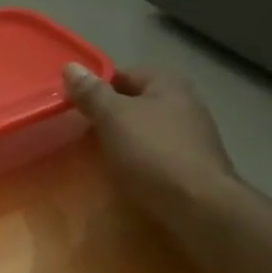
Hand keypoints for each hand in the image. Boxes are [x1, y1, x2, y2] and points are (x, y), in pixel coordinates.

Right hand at [64, 63, 236, 219]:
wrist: (199, 206)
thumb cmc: (153, 153)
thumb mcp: (114, 118)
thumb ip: (92, 93)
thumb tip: (71, 66)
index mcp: (168, 83)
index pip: (123, 75)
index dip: (96, 89)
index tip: (75, 109)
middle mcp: (186, 102)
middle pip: (136, 103)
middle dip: (110, 118)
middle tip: (84, 136)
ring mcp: (194, 135)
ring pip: (147, 130)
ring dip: (125, 141)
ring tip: (102, 159)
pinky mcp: (195, 165)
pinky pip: (158, 155)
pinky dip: (141, 162)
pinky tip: (129, 176)